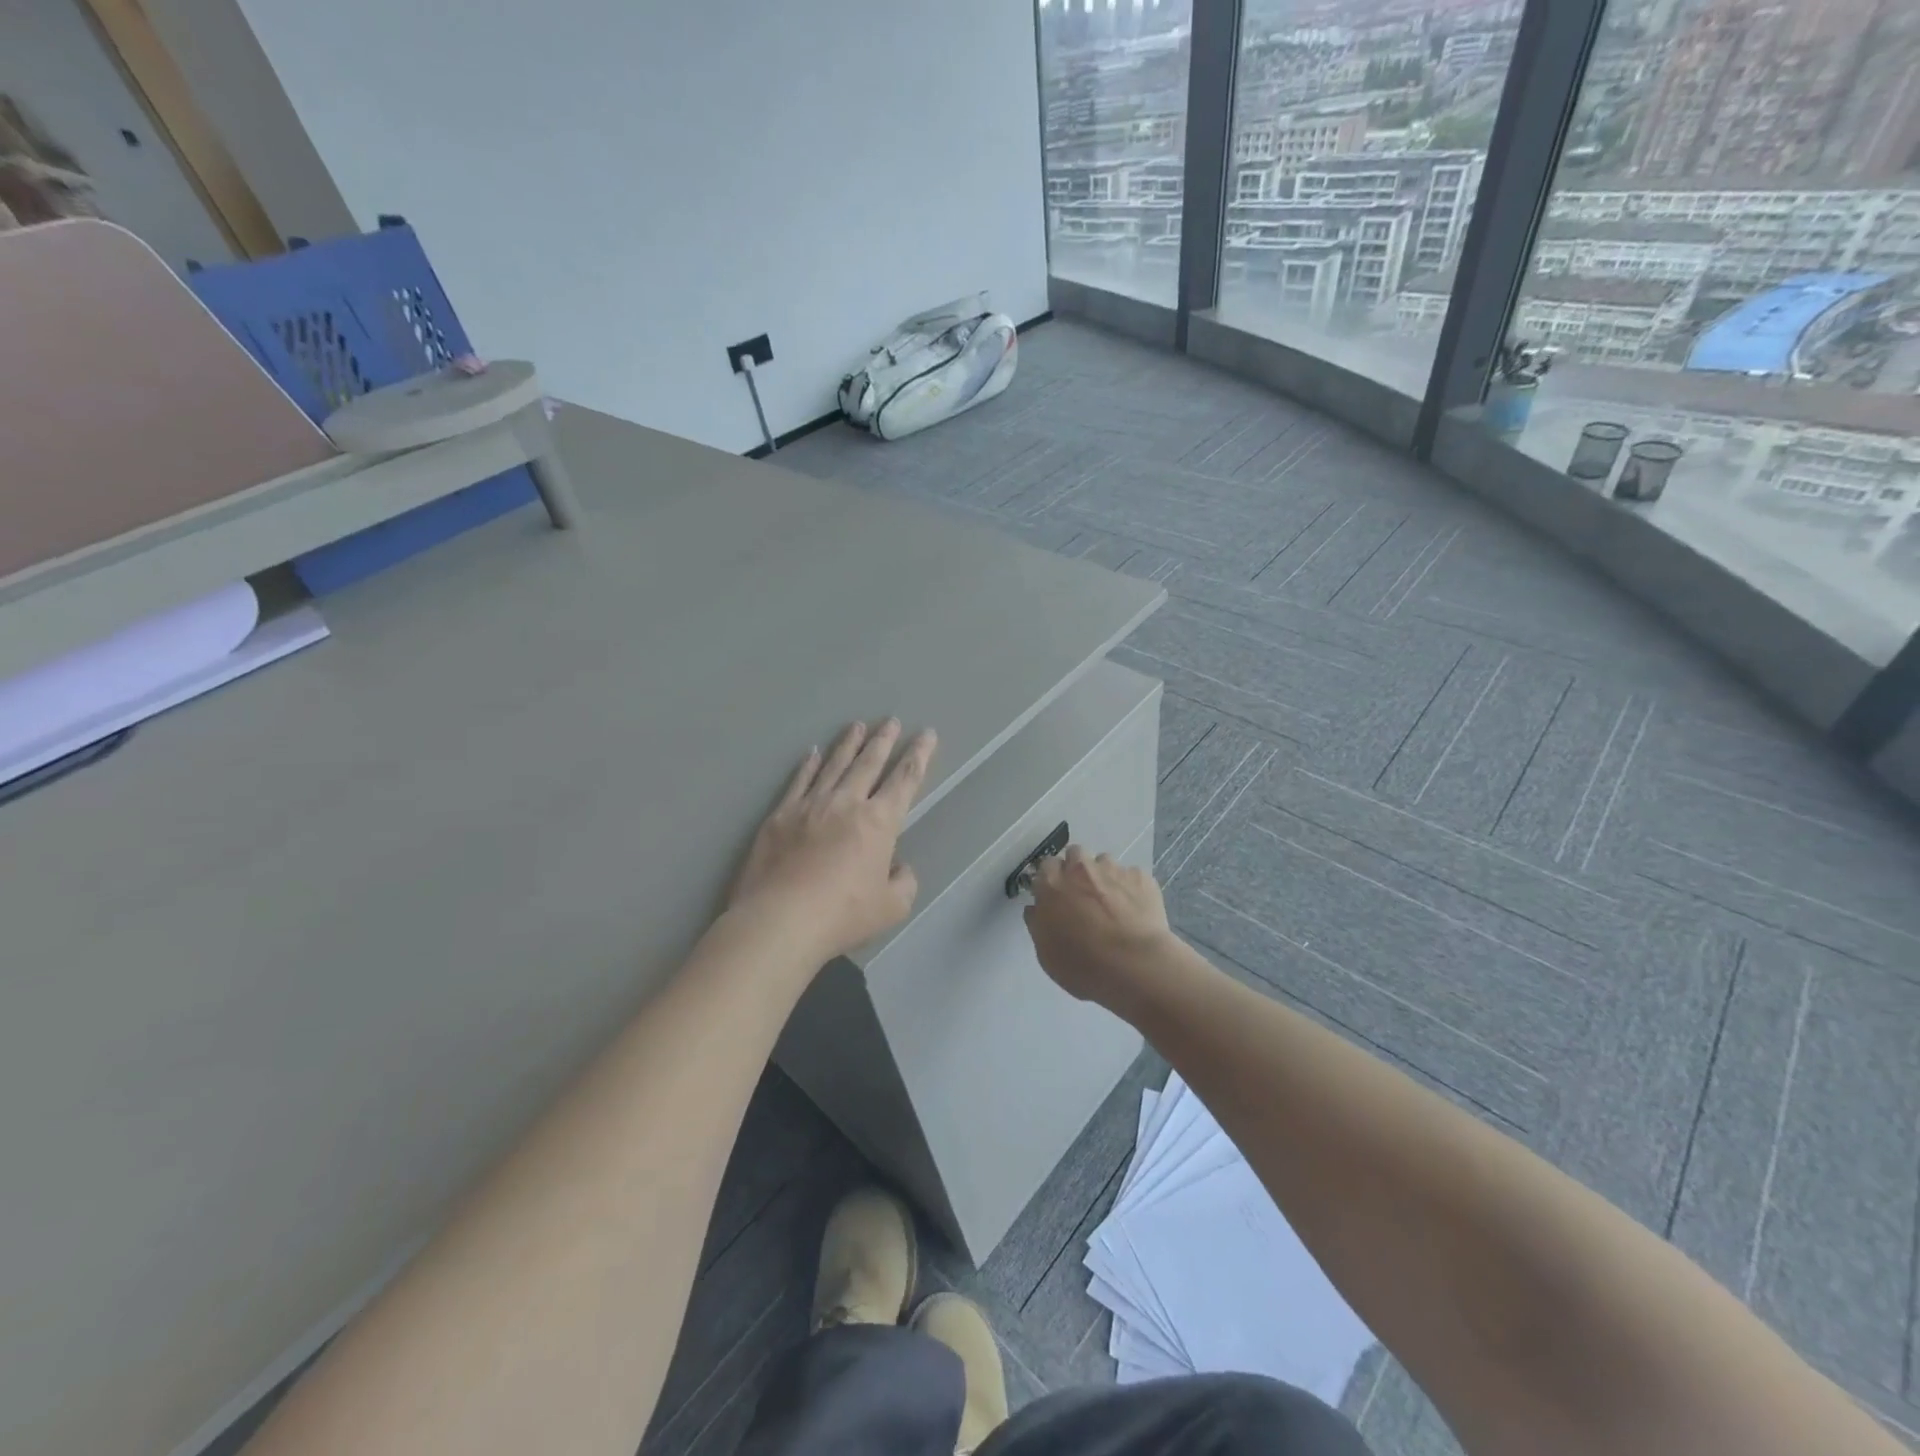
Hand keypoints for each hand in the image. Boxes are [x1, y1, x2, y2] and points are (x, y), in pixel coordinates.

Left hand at [729, 719, 936, 963]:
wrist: (781, 919)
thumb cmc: (843, 915)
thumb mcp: (892, 907)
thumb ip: (903, 882)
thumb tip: (898, 867)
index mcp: (879, 822)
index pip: (905, 780)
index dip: (919, 756)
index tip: (926, 735)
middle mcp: (846, 803)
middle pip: (869, 763)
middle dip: (883, 740)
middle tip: (891, 720)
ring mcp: (810, 805)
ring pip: (834, 765)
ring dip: (848, 744)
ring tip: (857, 726)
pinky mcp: (780, 815)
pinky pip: (799, 781)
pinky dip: (808, 765)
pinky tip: (812, 753)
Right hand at [1024, 846, 1175, 1009]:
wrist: (1135, 966)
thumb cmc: (1083, 965)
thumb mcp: (1046, 953)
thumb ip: (1038, 923)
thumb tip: (1036, 908)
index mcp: (1052, 884)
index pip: (1045, 867)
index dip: (1051, 881)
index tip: (1056, 898)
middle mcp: (1080, 869)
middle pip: (1075, 854)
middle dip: (1076, 869)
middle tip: (1082, 896)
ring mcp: (1113, 870)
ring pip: (1104, 862)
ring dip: (1103, 876)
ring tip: (1112, 903)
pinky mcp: (1141, 877)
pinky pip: (1131, 876)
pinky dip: (1130, 888)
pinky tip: (1135, 910)